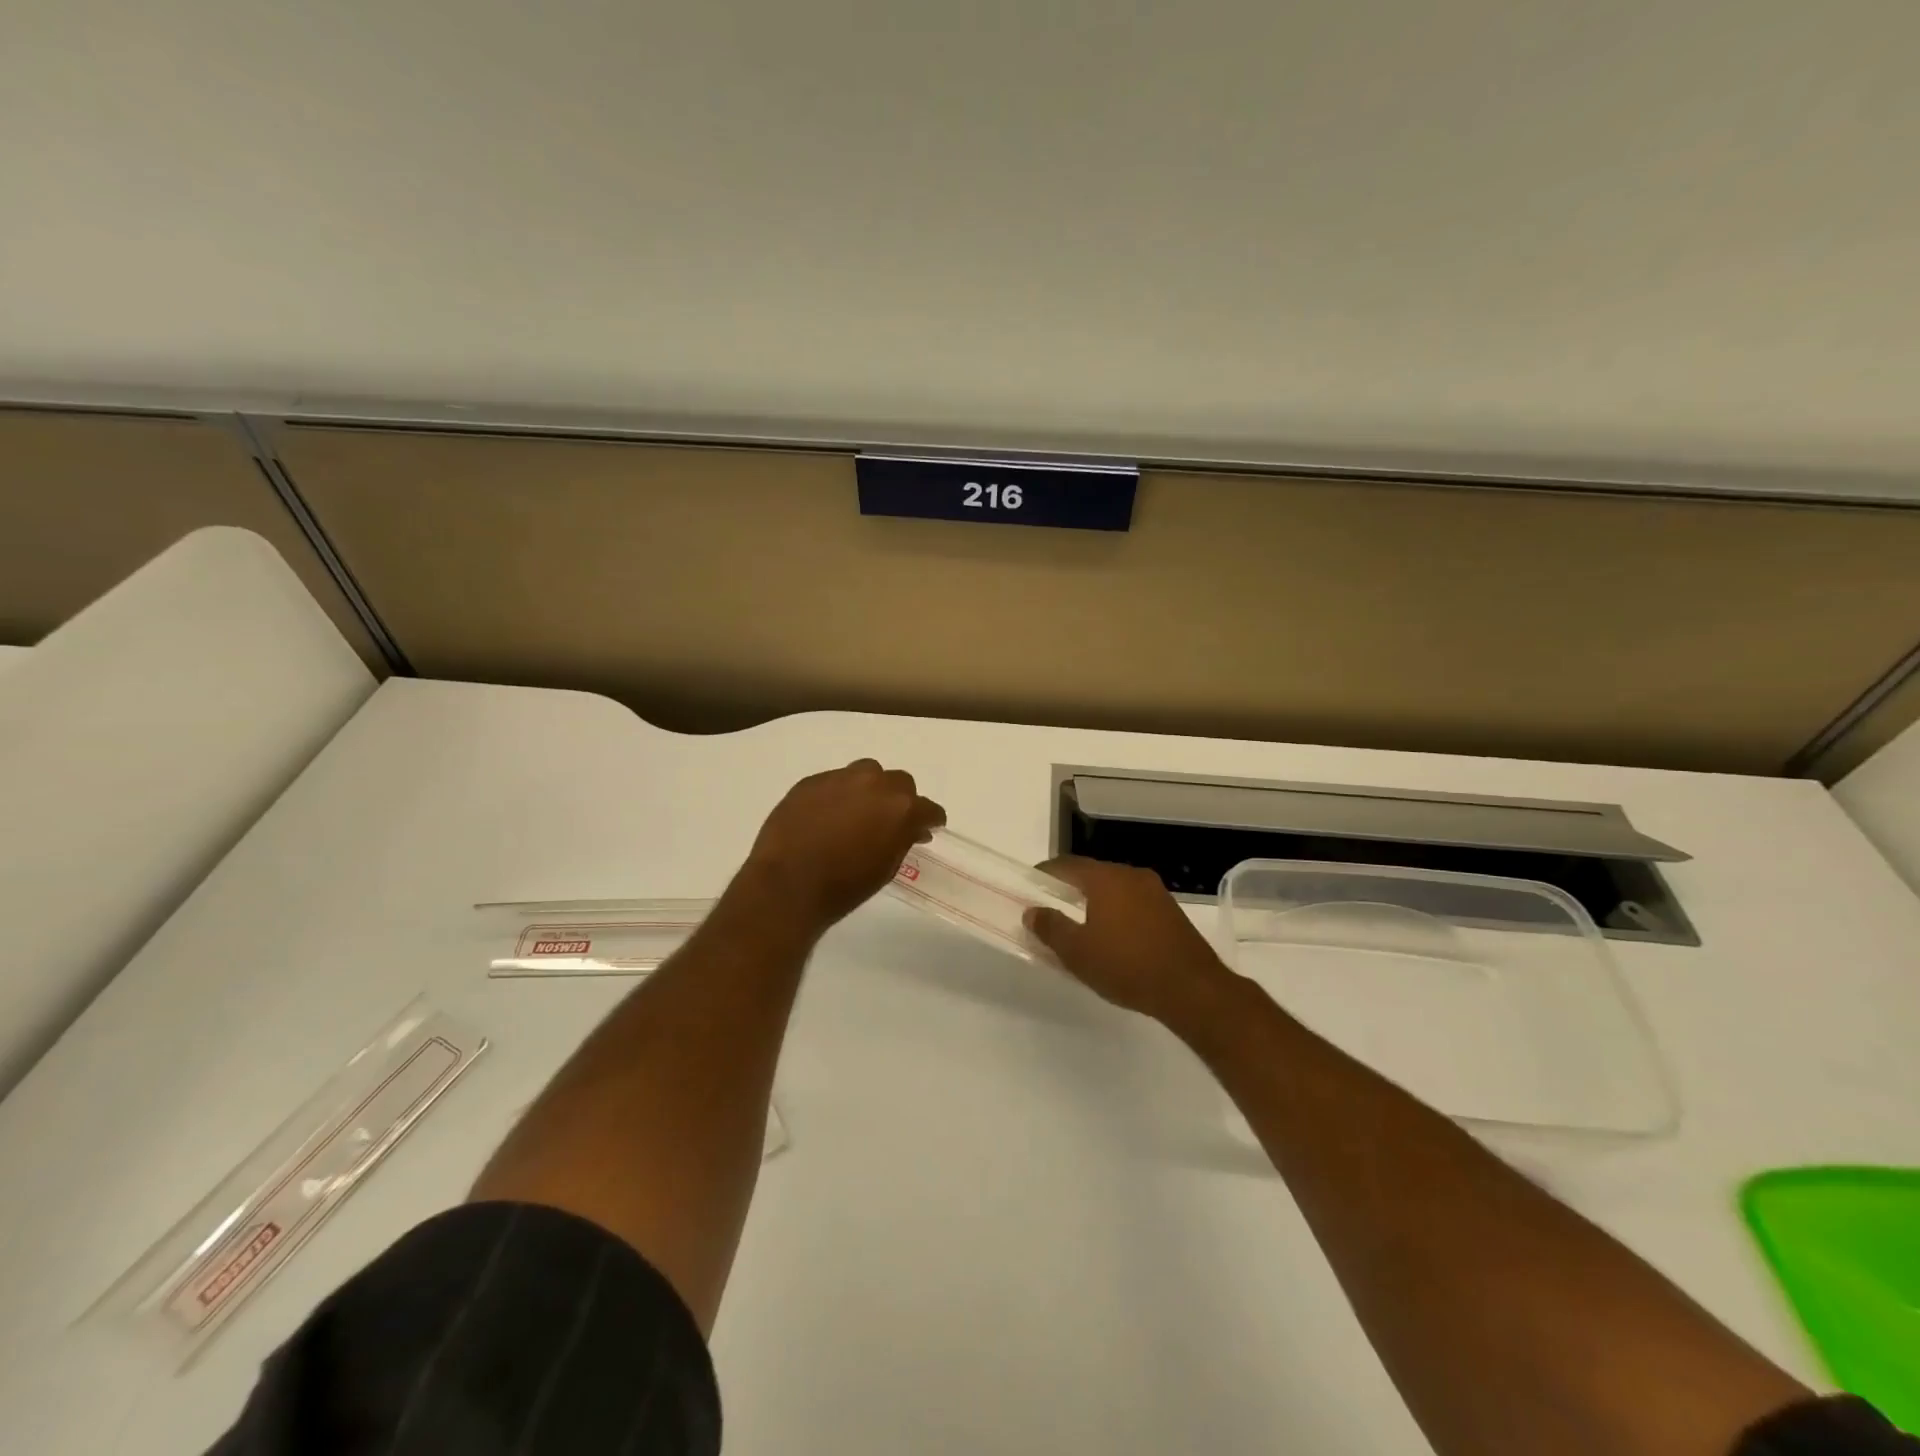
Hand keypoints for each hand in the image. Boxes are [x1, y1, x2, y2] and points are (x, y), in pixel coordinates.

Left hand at [740, 759, 945, 931]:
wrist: (788, 885)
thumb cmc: (844, 886)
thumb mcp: (886, 868)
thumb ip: (902, 840)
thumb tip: (910, 830)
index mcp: (901, 809)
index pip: (928, 808)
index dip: (929, 819)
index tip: (926, 829)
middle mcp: (875, 784)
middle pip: (899, 782)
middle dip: (899, 800)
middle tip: (889, 821)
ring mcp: (841, 778)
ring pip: (866, 773)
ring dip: (869, 789)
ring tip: (857, 813)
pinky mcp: (811, 781)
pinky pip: (833, 781)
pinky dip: (837, 795)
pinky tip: (826, 816)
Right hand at [1025, 857, 1237, 1026]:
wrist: (1192, 989)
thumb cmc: (1126, 966)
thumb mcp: (1077, 952)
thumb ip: (1051, 927)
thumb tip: (1033, 911)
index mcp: (1105, 878)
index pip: (1066, 865)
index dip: (1044, 874)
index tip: (1030, 888)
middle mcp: (1131, 875)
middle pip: (1092, 873)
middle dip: (1070, 889)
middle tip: (1052, 909)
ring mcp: (1155, 892)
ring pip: (1115, 888)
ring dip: (1095, 902)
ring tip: (1081, 926)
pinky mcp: (1171, 912)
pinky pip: (1134, 903)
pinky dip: (1117, 913)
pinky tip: (1113, 938)